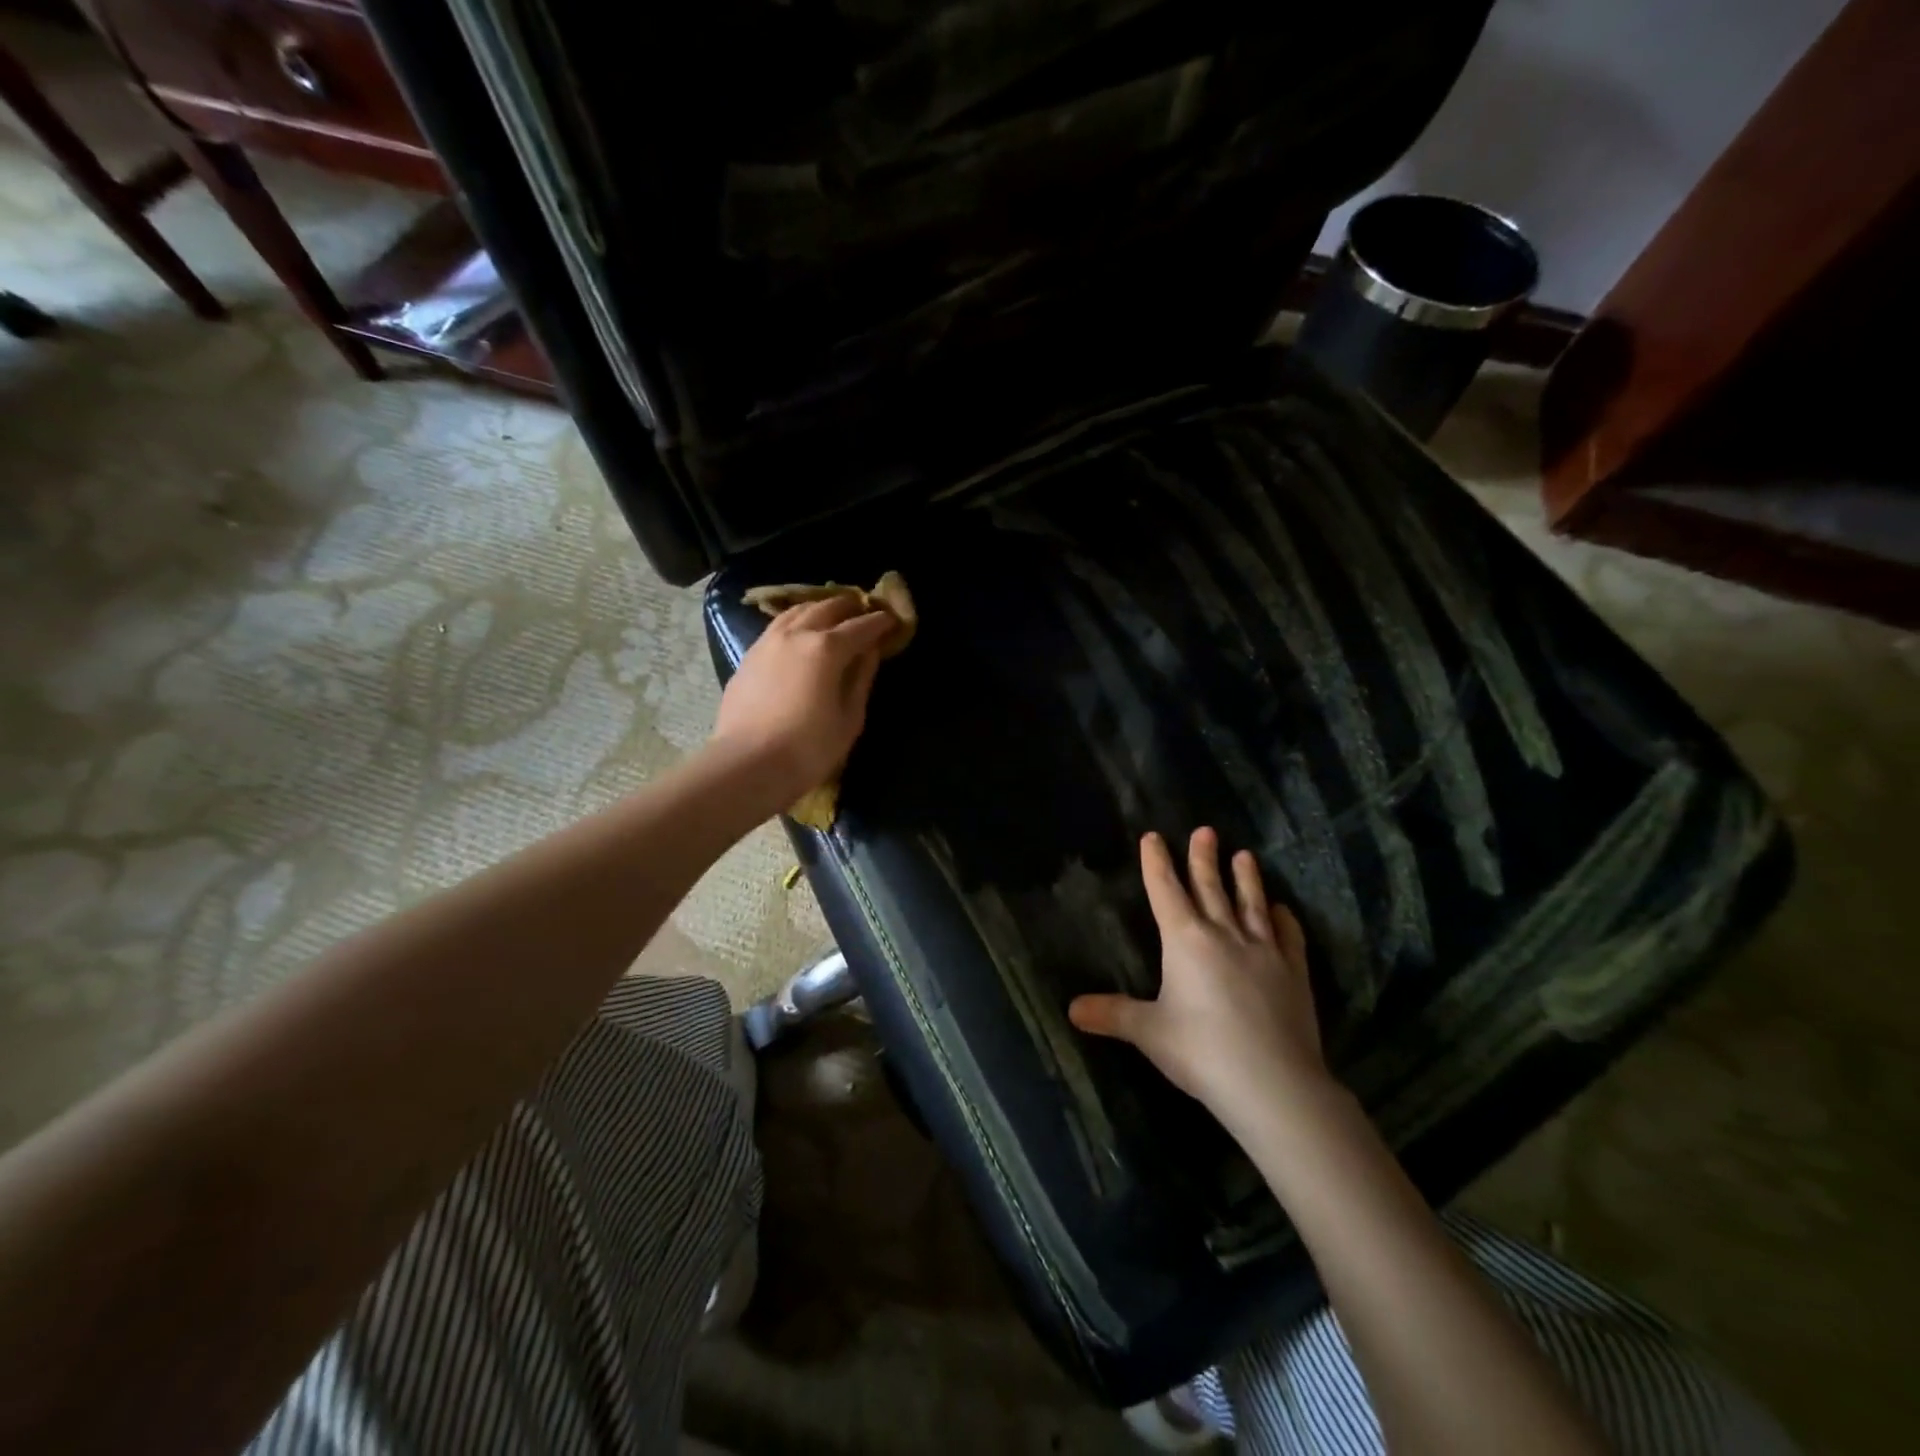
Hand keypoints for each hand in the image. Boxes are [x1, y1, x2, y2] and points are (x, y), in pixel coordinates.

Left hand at [711, 594, 898, 808]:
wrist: (747, 765)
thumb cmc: (808, 749)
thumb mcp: (849, 718)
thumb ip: (861, 679)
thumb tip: (870, 652)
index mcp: (826, 648)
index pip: (860, 626)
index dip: (879, 622)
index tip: (892, 619)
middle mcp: (796, 634)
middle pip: (827, 608)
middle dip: (849, 606)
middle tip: (864, 611)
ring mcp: (767, 642)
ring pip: (797, 611)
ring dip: (819, 608)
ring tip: (832, 615)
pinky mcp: (748, 657)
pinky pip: (777, 627)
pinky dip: (795, 622)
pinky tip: (799, 633)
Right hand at [1069, 828, 1333, 1130]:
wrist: (1273, 1083)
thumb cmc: (1201, 1051)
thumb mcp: (1149, 1032)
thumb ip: (1112, 1015)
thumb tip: (1071, 1009)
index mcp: (1185, 940)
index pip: (1166, 890)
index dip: (1157, 862)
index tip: (1153, 837)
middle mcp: (1224, 934)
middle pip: (1210, 887)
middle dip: (1203, 858)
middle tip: (1205, 831)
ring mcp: (1264, 950)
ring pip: (1251, 903)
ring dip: (1246, 878)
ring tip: (1245, 855)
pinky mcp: (1294, 972)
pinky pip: (1288, 936)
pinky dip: (1284, 919)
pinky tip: (1282, 909)